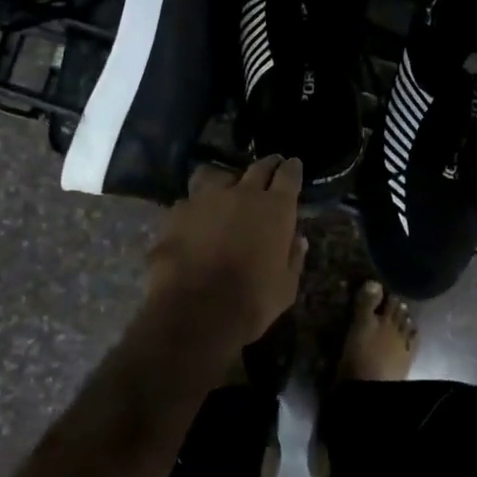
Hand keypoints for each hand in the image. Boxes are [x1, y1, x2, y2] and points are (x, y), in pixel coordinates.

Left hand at [146, 155, 307, 349]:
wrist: (195, 312)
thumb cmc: (251, 302)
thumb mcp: (286, 287)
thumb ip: (293, 258)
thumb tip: (298, 239)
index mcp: (275, 209)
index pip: (289, 175)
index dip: (292, 168)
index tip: (293, 165)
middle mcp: (243, 194)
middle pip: (258, 167)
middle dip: (267, 165)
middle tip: (271, 166)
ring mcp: (206, 199)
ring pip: (217, 173)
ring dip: (226, 177)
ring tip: (225, 185)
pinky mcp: (178, 212)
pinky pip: (190, 199)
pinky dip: (196, 205)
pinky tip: (194, 217)